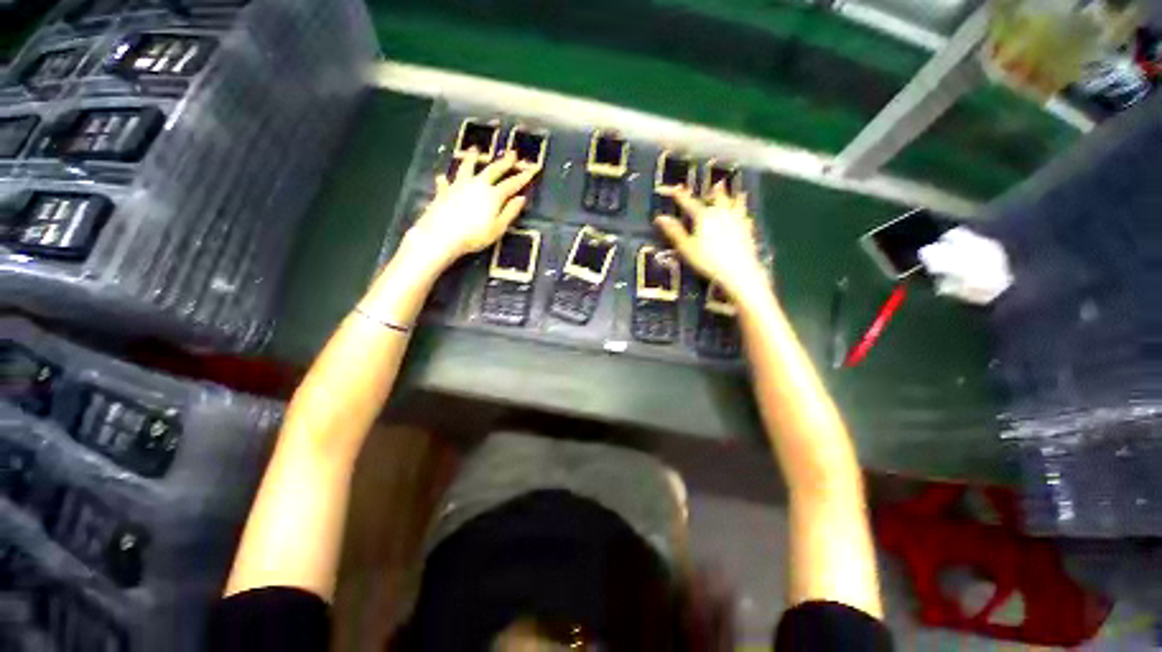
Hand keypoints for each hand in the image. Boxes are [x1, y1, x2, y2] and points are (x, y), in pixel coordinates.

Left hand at [397, 149, 537, 272]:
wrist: (442, 235)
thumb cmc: (474, 236)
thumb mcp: (498, 228)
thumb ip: (510, 212)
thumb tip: (521, 199)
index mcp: (493, 195)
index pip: (511, 184)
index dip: (522, 177)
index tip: (531, 169)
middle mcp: (477, 185)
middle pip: (492, 170)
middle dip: (504, 162)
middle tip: (512, 153)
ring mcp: (458, 186)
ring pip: (467, 168)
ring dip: (471, 159)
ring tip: (474, 149)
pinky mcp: (443, 193)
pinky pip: (445, 184)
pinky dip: (445, 180)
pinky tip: (442, 178)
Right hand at [655, 183, 767, 299]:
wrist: (737, 271)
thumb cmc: (707, 260)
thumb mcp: (686, 247)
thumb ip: (674, 231)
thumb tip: (660, 218)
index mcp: (704, 216)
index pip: (689, 203)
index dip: (681, 196)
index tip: (675, 188)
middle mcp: (721, 213)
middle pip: (717, 198)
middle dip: (714, 191)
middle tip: (716, 184)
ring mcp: (737, 220)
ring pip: (735, 204)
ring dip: (733, 197)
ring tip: (737, 192)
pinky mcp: (747, 231)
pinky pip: (745, 218)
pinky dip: (744, 214)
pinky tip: (746, 216)